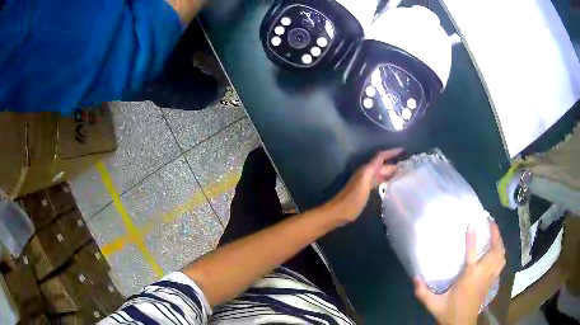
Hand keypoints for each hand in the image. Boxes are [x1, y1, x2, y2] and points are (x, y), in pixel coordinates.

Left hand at [324, 148, 402, 223]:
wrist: (339, 212)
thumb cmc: (352, 199)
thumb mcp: (363, 183)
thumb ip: (372, 171)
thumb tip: (384, 162)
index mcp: (366, 169)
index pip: (380, 157)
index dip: (391, 152)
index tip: (403, 150)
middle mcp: (366, 173)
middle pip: (382, 165)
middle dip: (394, 163)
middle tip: (408, 165)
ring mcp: (365, 182)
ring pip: (380, 173)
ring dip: (391, 172)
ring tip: (404, 173)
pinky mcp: (365, 190)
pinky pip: (378, 181)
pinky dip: (386, 180)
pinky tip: (392, 184)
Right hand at [414, 222, 505, 324]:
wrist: (462, 324)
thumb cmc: (449, 312)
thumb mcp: (433, 304)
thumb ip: (422, 291)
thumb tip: (413, 276)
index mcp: (469, 277)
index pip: (472, 253)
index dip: (472, 237)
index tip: (473, 222)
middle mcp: (483, 274)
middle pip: (495, 250)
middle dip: (495, 233)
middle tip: (491, 221)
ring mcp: (490, 277)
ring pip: (501, 255)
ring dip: (500, 241)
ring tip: (496, 232)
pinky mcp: (492, 281)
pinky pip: (501, 263)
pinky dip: (502, 253)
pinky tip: (498, 250)